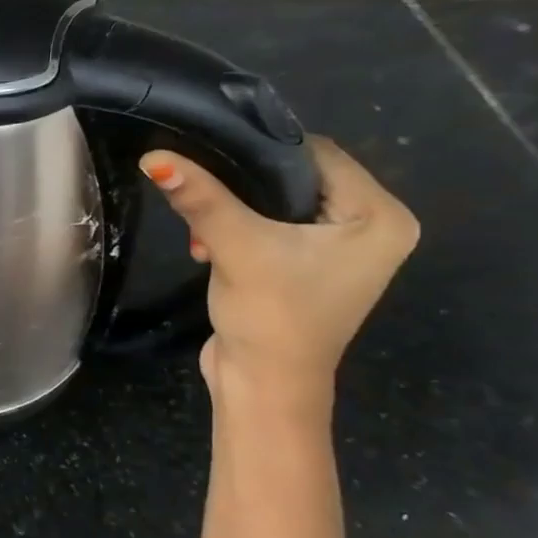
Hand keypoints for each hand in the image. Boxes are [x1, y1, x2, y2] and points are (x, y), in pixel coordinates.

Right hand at [141, 137, 418, 401]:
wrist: (263, 385)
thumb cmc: (270, 315)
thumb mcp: (236, 247)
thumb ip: (201, 198)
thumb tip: (155, 157)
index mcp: (382, 217)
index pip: (318, 155)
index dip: (260, 152)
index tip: (209, 156)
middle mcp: (373, 228)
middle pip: (297, 178)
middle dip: (242, 189)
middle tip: (202, 202)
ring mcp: (342, 251)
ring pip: (280, 203)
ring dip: (235, 212)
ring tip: (203, 235)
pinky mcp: (311, 268)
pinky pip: (275, 228)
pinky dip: (241, 231)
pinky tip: (211, 249)